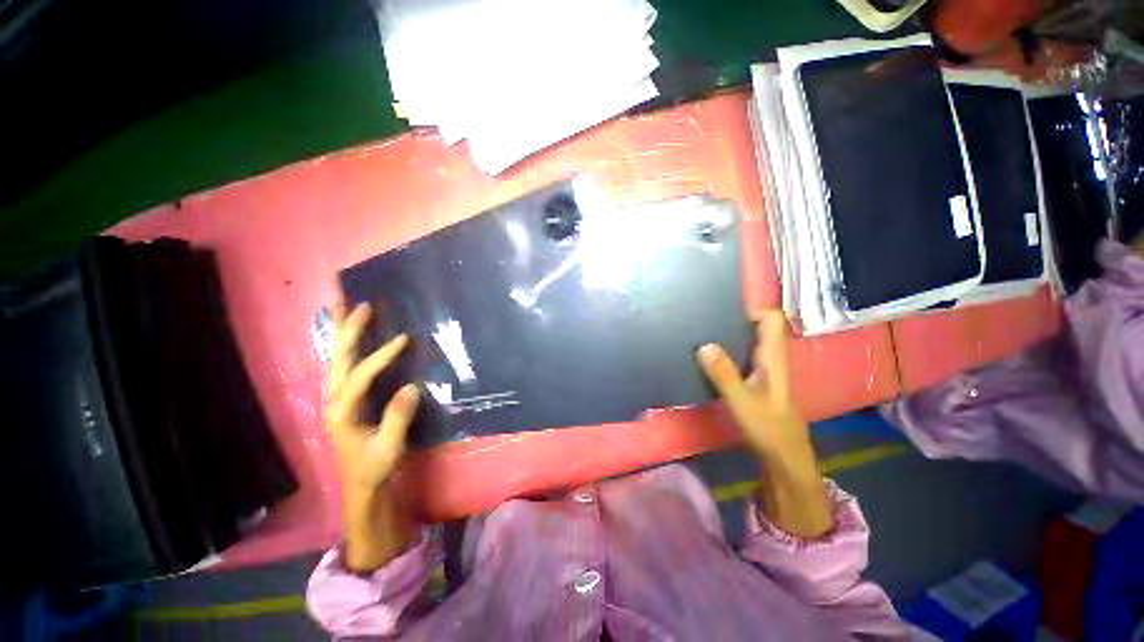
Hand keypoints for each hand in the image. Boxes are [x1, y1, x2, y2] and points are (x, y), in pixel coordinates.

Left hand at [327, 302, 420, 571]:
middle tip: (362, 305)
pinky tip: (349, 332)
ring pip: (336, 358)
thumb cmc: (375, 468)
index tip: (404, 339)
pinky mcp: (346, 397)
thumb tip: (412, 386)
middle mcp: (335, 400)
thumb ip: (397, 419)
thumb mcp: (389, 449)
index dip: (380, 357)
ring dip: (341, 331)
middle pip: (337, 359)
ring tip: (344, 305)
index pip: (360, 377)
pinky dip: (345, 344)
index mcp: (343, 412)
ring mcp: (338, 397)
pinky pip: (343, 364)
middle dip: (348, 331)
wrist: (361, 484)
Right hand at [697, 310, 833, 537]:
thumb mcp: (741, 400)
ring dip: (731, 333)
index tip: (724, 305)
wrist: (785, 458)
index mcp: (772, 358)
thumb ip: (723, 373)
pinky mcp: (757, 382)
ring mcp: (765, 371)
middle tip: (706, 315)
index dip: (753, 307)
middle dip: (736, 317)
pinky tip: (711, 355)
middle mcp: (771, 359)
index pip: (771, 319)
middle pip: (759, 327)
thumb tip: (704, 344)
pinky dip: (729, 350)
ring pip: (750, 341)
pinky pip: (743, 356)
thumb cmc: (768, 428)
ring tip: (703, 330)